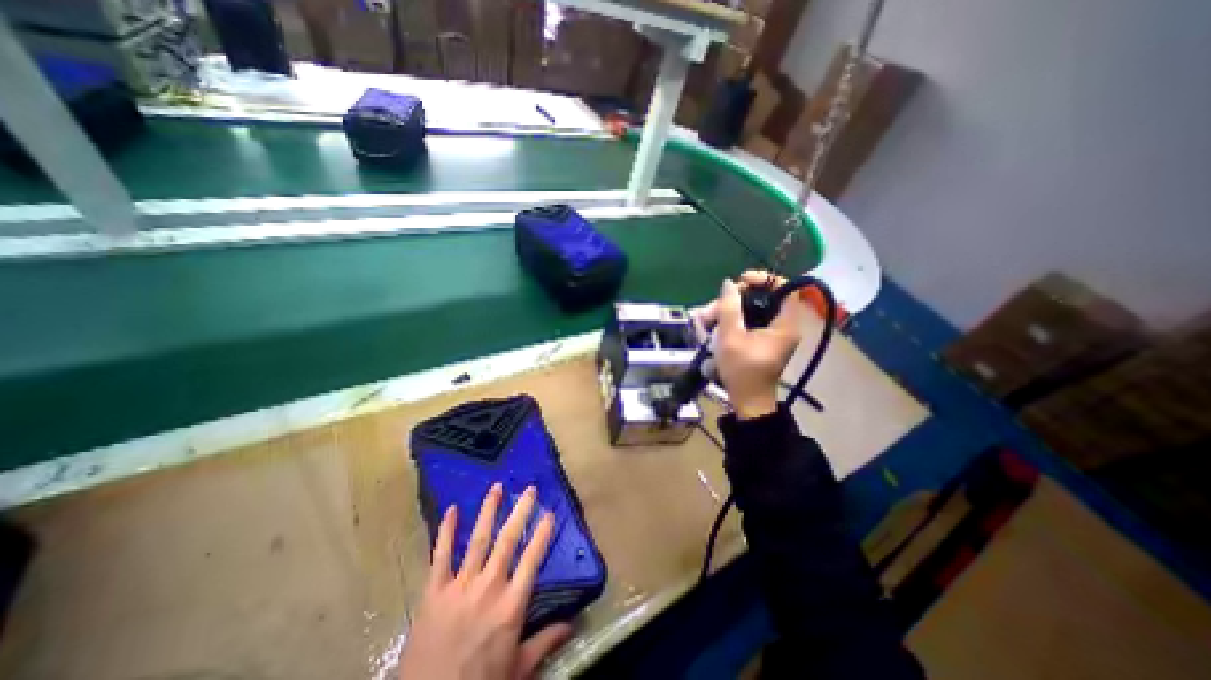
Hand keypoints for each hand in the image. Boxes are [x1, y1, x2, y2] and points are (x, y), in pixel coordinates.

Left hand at [399, 485, 568, 679]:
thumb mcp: (518, 670)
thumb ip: (545, 641)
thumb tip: (572, 623)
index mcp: (511, 605)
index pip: (532, 559)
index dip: (542, 534)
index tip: (549, 512)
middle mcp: (488, 587)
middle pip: (508, 540)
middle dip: (520, 511)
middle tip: (529, 489)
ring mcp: (459, 586)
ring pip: (478, 539)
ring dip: (488, 511)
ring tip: (496, 488)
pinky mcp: (433, 592)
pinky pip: (440, 555)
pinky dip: (446, 531)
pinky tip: (451, 510)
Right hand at [691, 271, 802, 417]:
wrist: (747, 401)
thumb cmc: (742, 370)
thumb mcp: (731, 337)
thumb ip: (729, 308)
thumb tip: (728, 284)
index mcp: (785, 324)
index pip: (785, 288)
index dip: (764, 279)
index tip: (740, 281)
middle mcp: (783, 326)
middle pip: (761, 299)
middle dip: (733, 301)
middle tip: (711, 309)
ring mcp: (772, 334)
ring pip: (750, 311)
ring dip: (726, 312)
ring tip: (704, 321)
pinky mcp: (761, 341)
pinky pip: (747, 322)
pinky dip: (731, 321)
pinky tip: (712, 326)